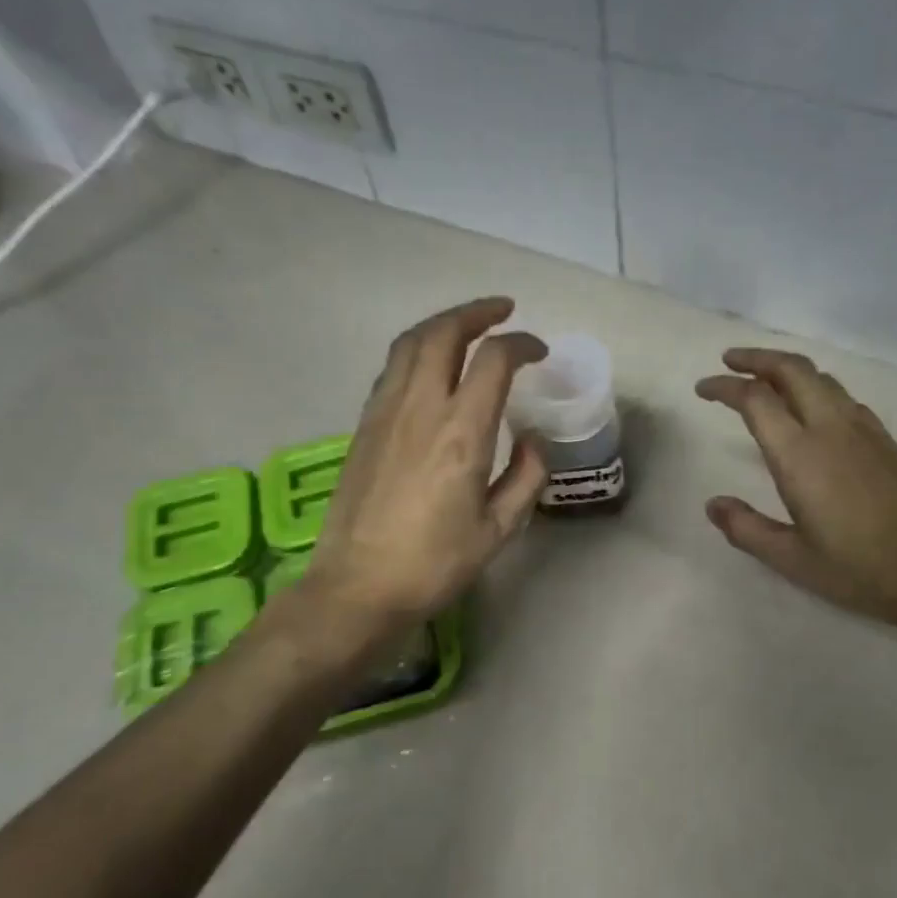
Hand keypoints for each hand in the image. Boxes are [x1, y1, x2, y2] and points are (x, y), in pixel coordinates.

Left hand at [299, 297, 547, 631]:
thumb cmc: (434, 563)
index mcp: (461, 432)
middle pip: (443, 332)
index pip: (494, 360)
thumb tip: (534, 441)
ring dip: (442, 325)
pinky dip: (418, 351)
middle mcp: (420, 408)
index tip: (539, 352)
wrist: (357, 586)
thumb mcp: (498, 530)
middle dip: (476, 312)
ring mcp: (385, 412)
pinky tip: (431, 367)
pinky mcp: (363, 425)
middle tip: (503, 311)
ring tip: (467, 327)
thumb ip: (526, 477)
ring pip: (410, 343)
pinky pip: (392, 369)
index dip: (521, 344)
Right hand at [697, 348, 896, 628]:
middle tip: (730, 360)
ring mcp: (863, 430)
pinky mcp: (886, 440)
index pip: (755, 400)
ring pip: (821, 378)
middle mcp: (831, 428)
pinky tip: (812, 408)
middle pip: (792, 369)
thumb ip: (746, 528)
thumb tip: (713, 504)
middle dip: (757, 358)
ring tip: (765, 378)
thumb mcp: (791, 559)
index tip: (703, 389)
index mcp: (800, 455)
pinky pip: (843, 396)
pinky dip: (816, 387)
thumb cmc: (859, 569)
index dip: (724, 387)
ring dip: (788, 369)